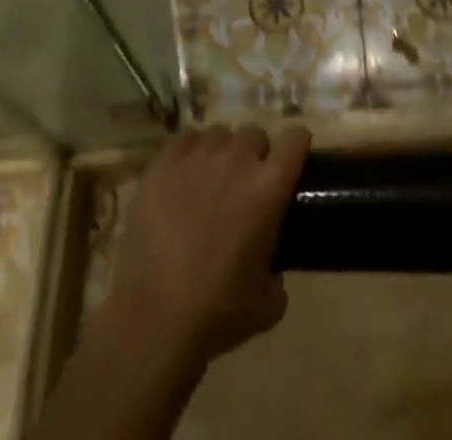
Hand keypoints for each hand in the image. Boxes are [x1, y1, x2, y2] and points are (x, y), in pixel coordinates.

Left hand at [102, 125, 310, 372]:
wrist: (155, 318)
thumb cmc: (218, 311)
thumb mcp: (267, 304)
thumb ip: (278, 275)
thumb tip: (273, 270)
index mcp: (269, 185)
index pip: (295, 138)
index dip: (296, 146)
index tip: (291, 161)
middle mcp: (237, 159)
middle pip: (254, 133)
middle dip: (254, 154)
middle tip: (245, 184)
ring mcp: (197, 157)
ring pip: (218, 134)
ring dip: (221, 153)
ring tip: (210, 181)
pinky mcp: (162, 164)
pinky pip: (183, 141)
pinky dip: (188, 154)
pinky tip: (182, 179)